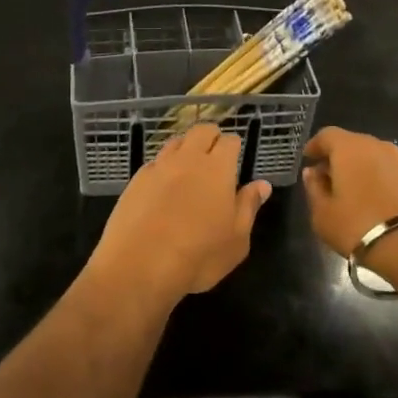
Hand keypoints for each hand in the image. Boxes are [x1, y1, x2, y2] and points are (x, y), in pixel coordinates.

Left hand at [89, 125, 271, 306]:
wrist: (139, 266)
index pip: (229, 141)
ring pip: (175, 142)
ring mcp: (158, 167)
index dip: (234, 145)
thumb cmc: (198, 256)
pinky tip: (163, 186)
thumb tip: (262, 184)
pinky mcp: (135, 180)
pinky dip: (164, 167)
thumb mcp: (236, 240)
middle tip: (215, 154)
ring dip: (186, 147)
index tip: (236, 156)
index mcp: (217, 169)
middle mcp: (187, 159)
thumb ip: (249, 207)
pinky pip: (155, 162)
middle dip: (210, 136)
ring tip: (189, 167)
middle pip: (200, 131)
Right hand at [301, 126, 397, 268]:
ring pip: (370, 156)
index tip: (308, 160)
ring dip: (357, 168)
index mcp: (349, 147)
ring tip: (349, 191)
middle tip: (326, 177)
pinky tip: (371, 199)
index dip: (315, 146)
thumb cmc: (358, 226)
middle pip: (350, 143)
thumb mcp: (323, 213)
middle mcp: (375, 145)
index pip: (326, 135)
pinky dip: (375, 178)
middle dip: (336, 157)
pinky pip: (386, 170)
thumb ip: (314, 188)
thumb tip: (313, 173)